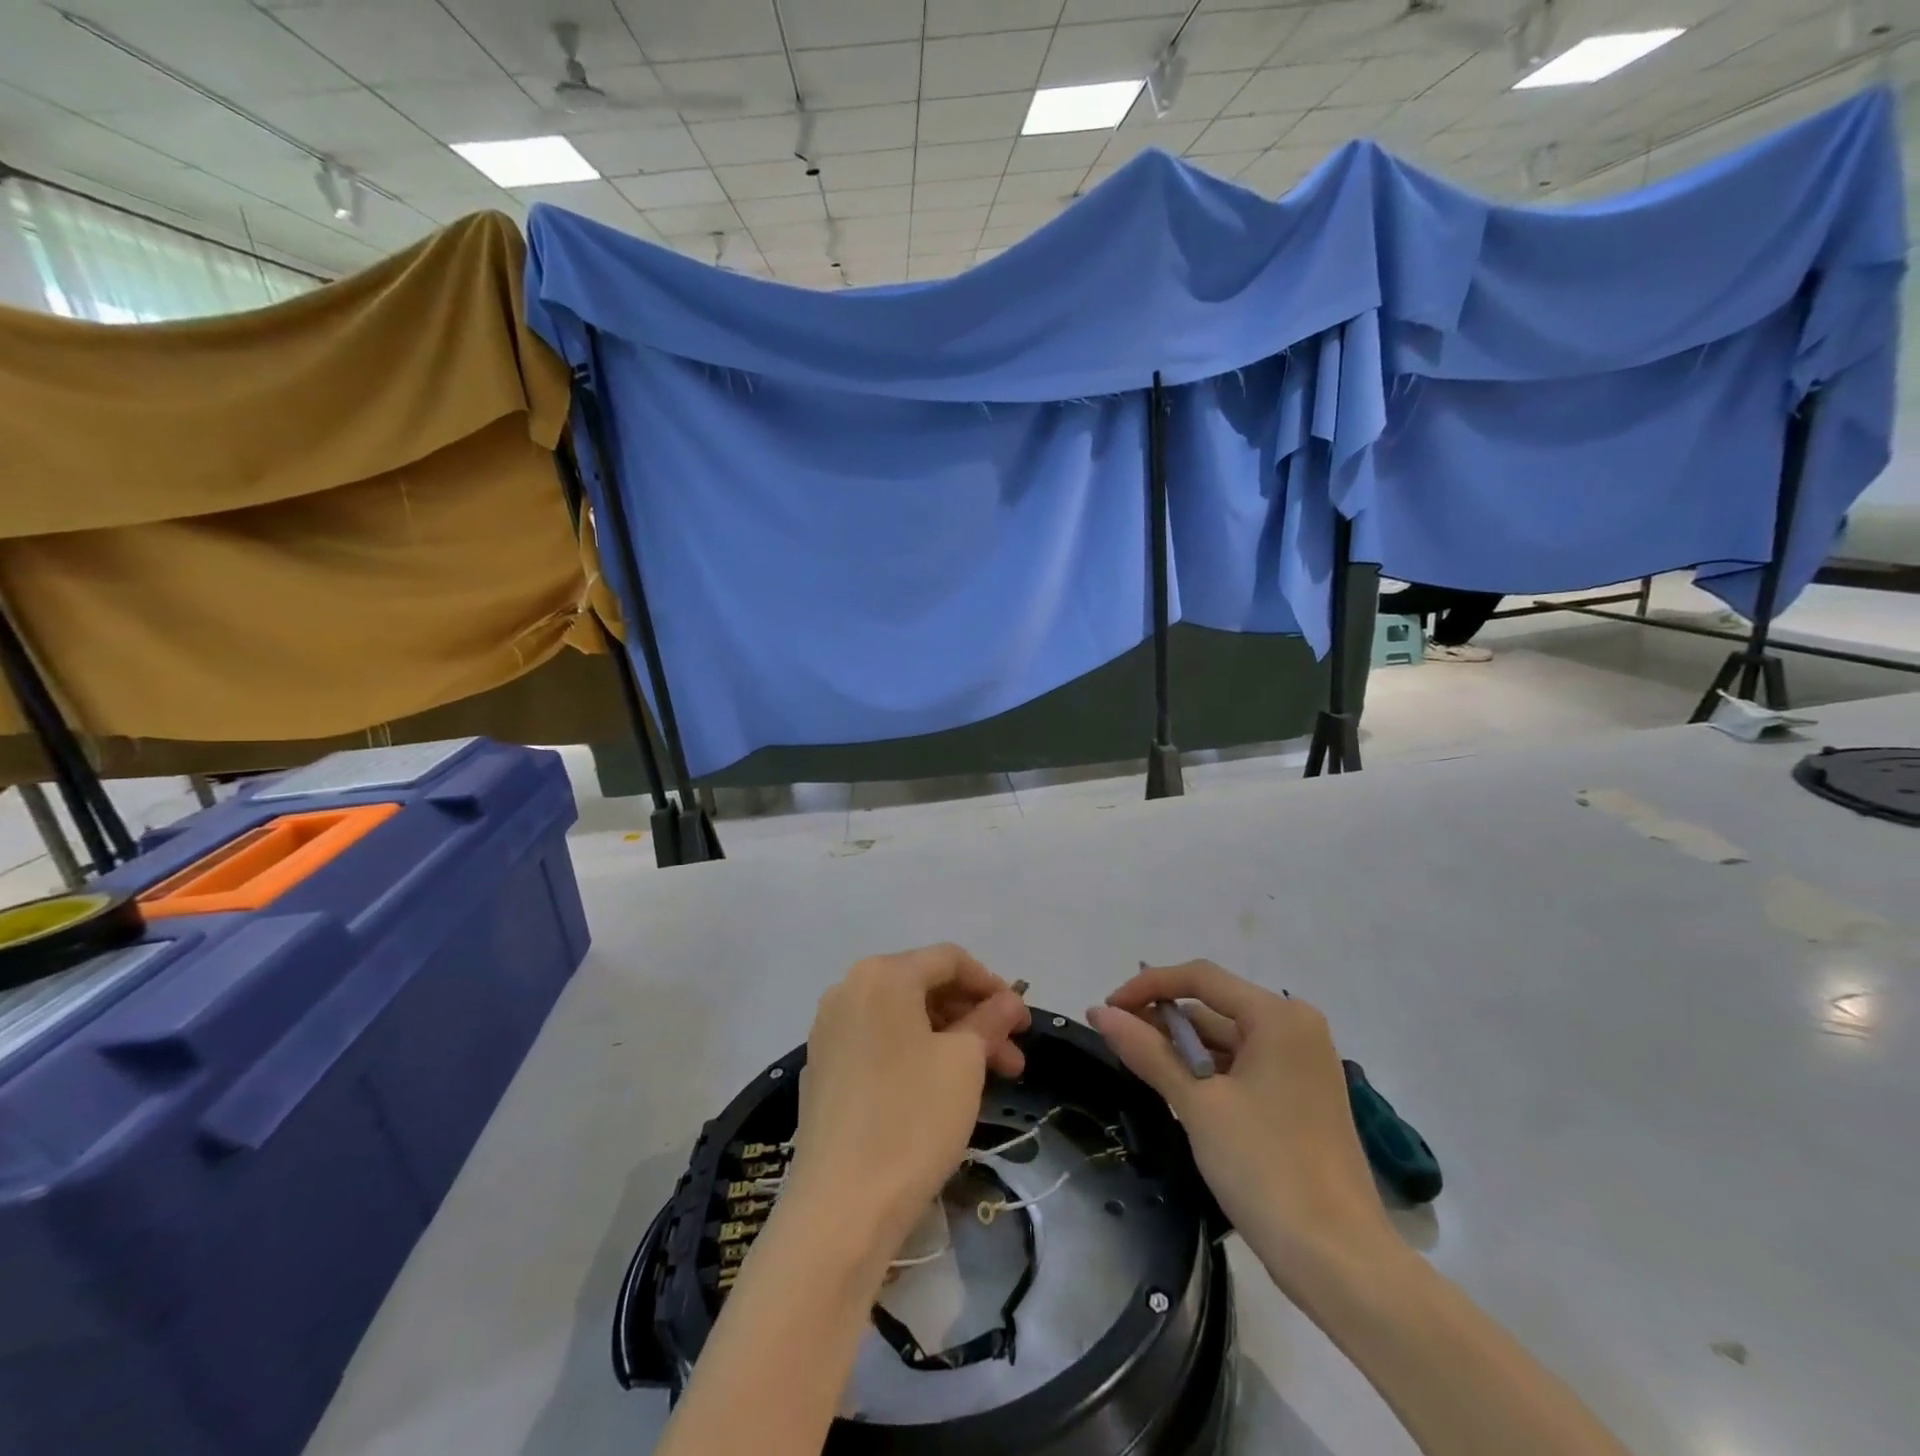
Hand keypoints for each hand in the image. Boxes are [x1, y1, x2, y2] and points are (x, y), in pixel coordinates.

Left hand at [785, 944, 1029, 1260]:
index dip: (993, 984)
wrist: (839, 1208)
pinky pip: (880, 1043)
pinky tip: (942, 1090)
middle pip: (925, 987)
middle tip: (1012, 1058)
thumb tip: (1009, 1001)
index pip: (949, 959)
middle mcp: (849, 989)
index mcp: (882, 975)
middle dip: (974, 1017)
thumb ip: (989, 1020)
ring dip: (950, 1039)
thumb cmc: (911, 1119)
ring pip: (904, 1018)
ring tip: (988, 1080)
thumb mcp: (963, 1063)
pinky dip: (916, 1054)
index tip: (1022, 1022)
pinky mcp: (823, 1068)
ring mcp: (830, 1030)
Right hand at [1088, 961, 1400, 1300]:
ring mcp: (1302, 1065)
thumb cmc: (1266, 1168)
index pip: (1200, 978)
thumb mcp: (1197, 1104)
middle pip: (1214, 1007)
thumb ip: (1147, 1051)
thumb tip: (1099, 1012)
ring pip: (1227, 1039)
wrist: (1341, 1263)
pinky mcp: (1300, 1097)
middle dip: (1163, 1021)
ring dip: (1182, 1049)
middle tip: (1117, 1042)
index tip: (1107, 1010)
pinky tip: (1176, 1091)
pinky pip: (1243, 1066)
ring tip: (1138, 1067)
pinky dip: (1208, 1072)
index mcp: (1278, 1017)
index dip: (1148, 986)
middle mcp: (1295, 1028)